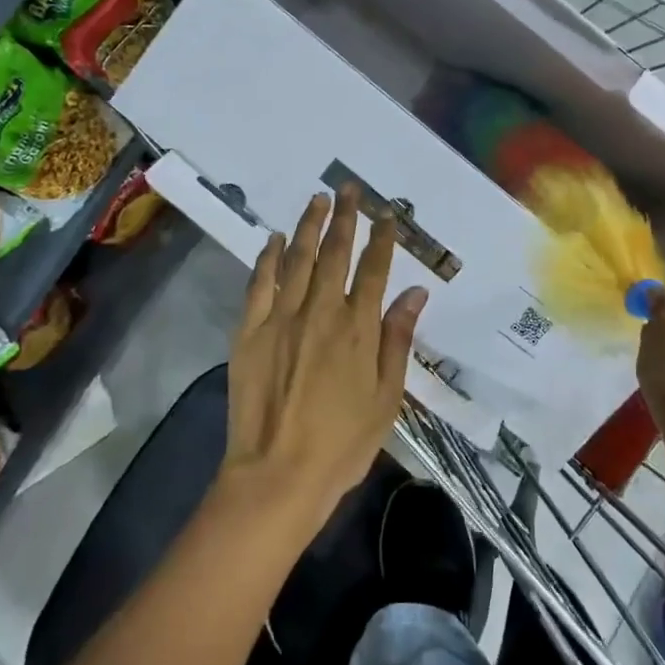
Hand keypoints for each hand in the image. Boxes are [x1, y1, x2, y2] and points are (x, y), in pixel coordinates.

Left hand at [222, 186, 427, 528]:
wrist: (277, 475)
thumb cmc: (342, 443)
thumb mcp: (387, 397)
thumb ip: (398, 340)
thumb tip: (415, 292)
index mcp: (359, 328)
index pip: (374, 269)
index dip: (382, 238)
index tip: (386, 214)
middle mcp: (321, 311)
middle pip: (335, 253)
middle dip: (345, 218)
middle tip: (349, 189)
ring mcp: (282, 318)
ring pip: (297, 259)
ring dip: (308, 226)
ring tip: (317, 199)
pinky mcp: (249, 332)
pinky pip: (259, 284)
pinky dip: (267, 258)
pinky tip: (272, 238)